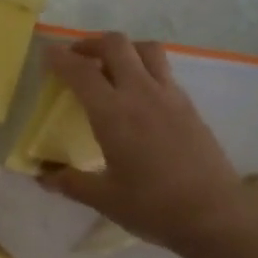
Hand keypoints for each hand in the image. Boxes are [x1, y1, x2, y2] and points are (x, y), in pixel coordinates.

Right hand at [41, 33, 257, 254]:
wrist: (214, 214)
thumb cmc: (153, 207)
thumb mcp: (104, 199)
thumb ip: (70, 183)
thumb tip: (42, 176)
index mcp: (113, 113)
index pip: (81, 72)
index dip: (60, 58)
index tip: (47, 54)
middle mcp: (141, 93)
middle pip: (116, 45)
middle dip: (91, 43)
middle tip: (77, 58)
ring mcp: (169, 95)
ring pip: (145, 49)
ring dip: (123, 49)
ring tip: (111, 66)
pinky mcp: (189, 105)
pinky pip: (163, 70)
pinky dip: (144, 67)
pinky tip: (139, 93)